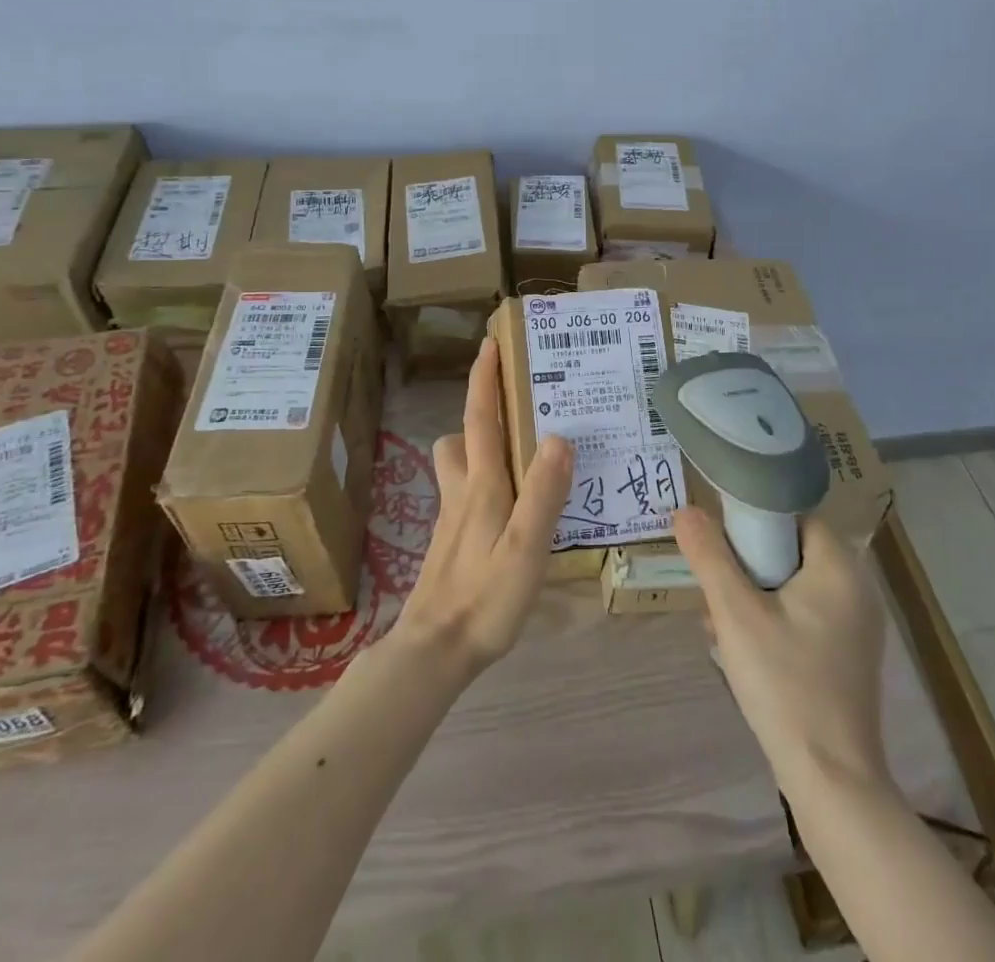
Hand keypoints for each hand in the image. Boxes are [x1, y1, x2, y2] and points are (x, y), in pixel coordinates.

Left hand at [390, 337, 573, 679]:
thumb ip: (543, 493)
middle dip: (481, 410)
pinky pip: (468, 492)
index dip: (485, 379)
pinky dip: (486, 481)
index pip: (481, 418)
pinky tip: (513, 506)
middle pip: (462, 437)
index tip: (491, 343)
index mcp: (481, 485)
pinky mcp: (453, 542)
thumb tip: (560, 436)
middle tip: (518, 402)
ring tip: (521, 451)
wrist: (434, 652)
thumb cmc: (483, 599)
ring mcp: (453, 518)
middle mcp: (462, 492)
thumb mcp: (524, 548)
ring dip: (480, 446)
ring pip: (459, 465)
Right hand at [674, 508, 887, 790]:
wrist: (831, 780)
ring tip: (721, 624)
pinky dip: (773, 621)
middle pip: (790, 550)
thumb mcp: (735, 613)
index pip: (794, 515)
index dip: (754, 521)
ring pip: (793, 586)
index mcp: (840, 567)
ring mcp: (857, 627)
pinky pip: (804, 616)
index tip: (721, 545)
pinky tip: (744, 652)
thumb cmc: (784, 684)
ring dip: (754, 596)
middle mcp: (858, 589)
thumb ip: (709, 556)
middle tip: (716, 591)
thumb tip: (685, 510)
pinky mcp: (849, 657)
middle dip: (747, 566)